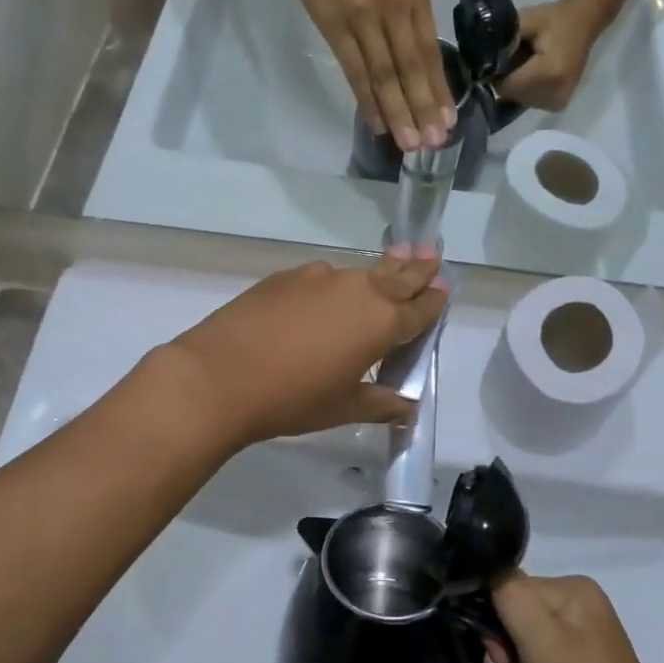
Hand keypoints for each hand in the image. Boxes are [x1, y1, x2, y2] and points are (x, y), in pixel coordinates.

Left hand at [161, 249, 448, 449]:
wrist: (219, 375)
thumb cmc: (292, 399)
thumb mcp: (343, 408)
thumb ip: (380, 404)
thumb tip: (407, 408)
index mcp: (381, 323)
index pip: (420, 309)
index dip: (434, 301)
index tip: (444, 288)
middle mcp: (358, 290)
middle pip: (397, 277)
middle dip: (417, 269)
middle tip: (432, 254)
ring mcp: (320, 278)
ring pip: (360, 273)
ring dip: (378, 272)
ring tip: (389, 265)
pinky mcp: (286, 276)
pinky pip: (323, 278)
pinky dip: (335, 285)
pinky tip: (326, 298)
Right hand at [280, 0, 455, 150]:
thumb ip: (406, 16)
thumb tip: (414, 64)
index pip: (430, 53)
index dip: (438, 91)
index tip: (447, 122)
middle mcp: (395, 7)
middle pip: (411, 69)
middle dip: (422, 109)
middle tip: (432, 144)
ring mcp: (365, 16)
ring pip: (385, 74)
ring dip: (397, 112)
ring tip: (408, 144)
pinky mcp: (335, 24)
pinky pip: (355, 70)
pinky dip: (366, 99)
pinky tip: (376, 122)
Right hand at [487, 572, 663, 662]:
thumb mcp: (537, 636)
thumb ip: (508, 594)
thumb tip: (489, 576)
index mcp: (572, 586)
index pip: (511, 588)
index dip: (498, 620)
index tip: (505, 653)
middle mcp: (579, 602)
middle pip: (517, 617)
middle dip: (511, 652)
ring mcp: (584, 634)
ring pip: (526, 644)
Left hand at [495, 0, 604, 113]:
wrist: (583, 23)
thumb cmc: (553, 19)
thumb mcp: (525, 21)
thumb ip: (503, 41)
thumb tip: (481, 60)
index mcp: (548, 73)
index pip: (506, 86)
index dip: (497, 73)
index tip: (500, 58)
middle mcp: (555, 93)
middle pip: (512, 96)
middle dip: (507, 79)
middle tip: (517, 58)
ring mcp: (558, 102)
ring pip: (520, 100)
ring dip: (517, 86)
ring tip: (528, 65)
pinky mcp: (558, 105)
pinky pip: (530, 102)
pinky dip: (527, 90)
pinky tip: (535, 74)